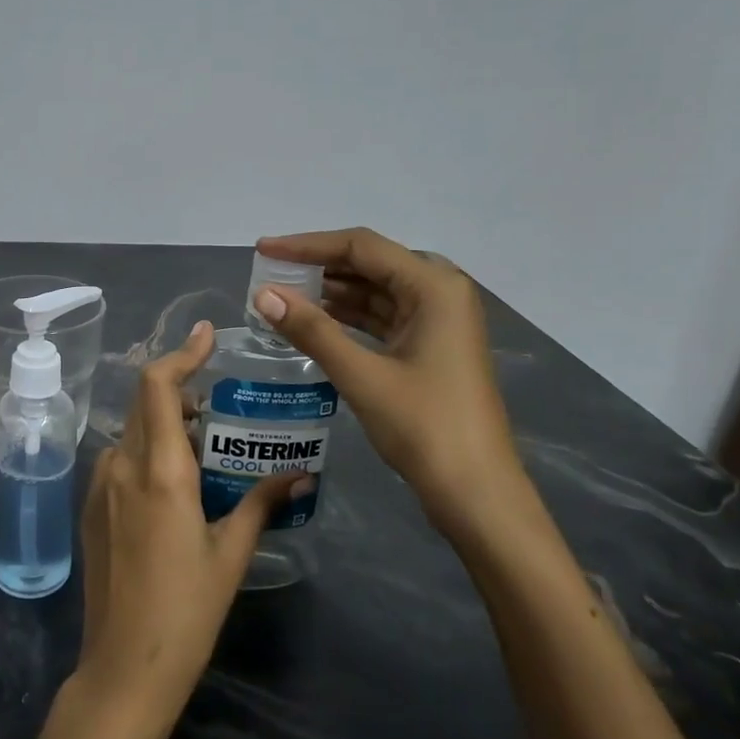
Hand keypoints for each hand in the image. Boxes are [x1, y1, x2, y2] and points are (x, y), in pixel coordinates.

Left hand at [75, 322, 298, 734]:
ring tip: (200, 442)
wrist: (123, 668)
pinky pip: (119, 459)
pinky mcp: (90, 508)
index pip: (157, 386)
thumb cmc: (186, 611)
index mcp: (160, 471)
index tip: (206, 336)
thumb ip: (262, 504)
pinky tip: (172, 481)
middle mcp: (122, 467)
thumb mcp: (230, 553)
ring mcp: (99, 487)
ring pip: (130, 431)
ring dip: (162, 422)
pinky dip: (145, 449)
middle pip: (143, 402)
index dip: (180, 353)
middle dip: (178, 389)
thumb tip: (299, 473)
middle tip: (215, 401)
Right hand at [253, 228, 532, 548]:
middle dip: (319, 267)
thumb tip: (263, 294)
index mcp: (434, 286)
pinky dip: (349, 317)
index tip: (264, 250)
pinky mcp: (432, 346)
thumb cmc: (424, 427)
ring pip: (377, 291)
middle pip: (370, 264)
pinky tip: (315, 322)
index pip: (361, 247)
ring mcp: (440, 320)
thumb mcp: (362, 375)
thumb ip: (312, 330)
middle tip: (271, 273)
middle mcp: (441, 292)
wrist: (476, 493)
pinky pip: (384, 316)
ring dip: (332, 292)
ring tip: (284, 295)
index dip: (308, 245)